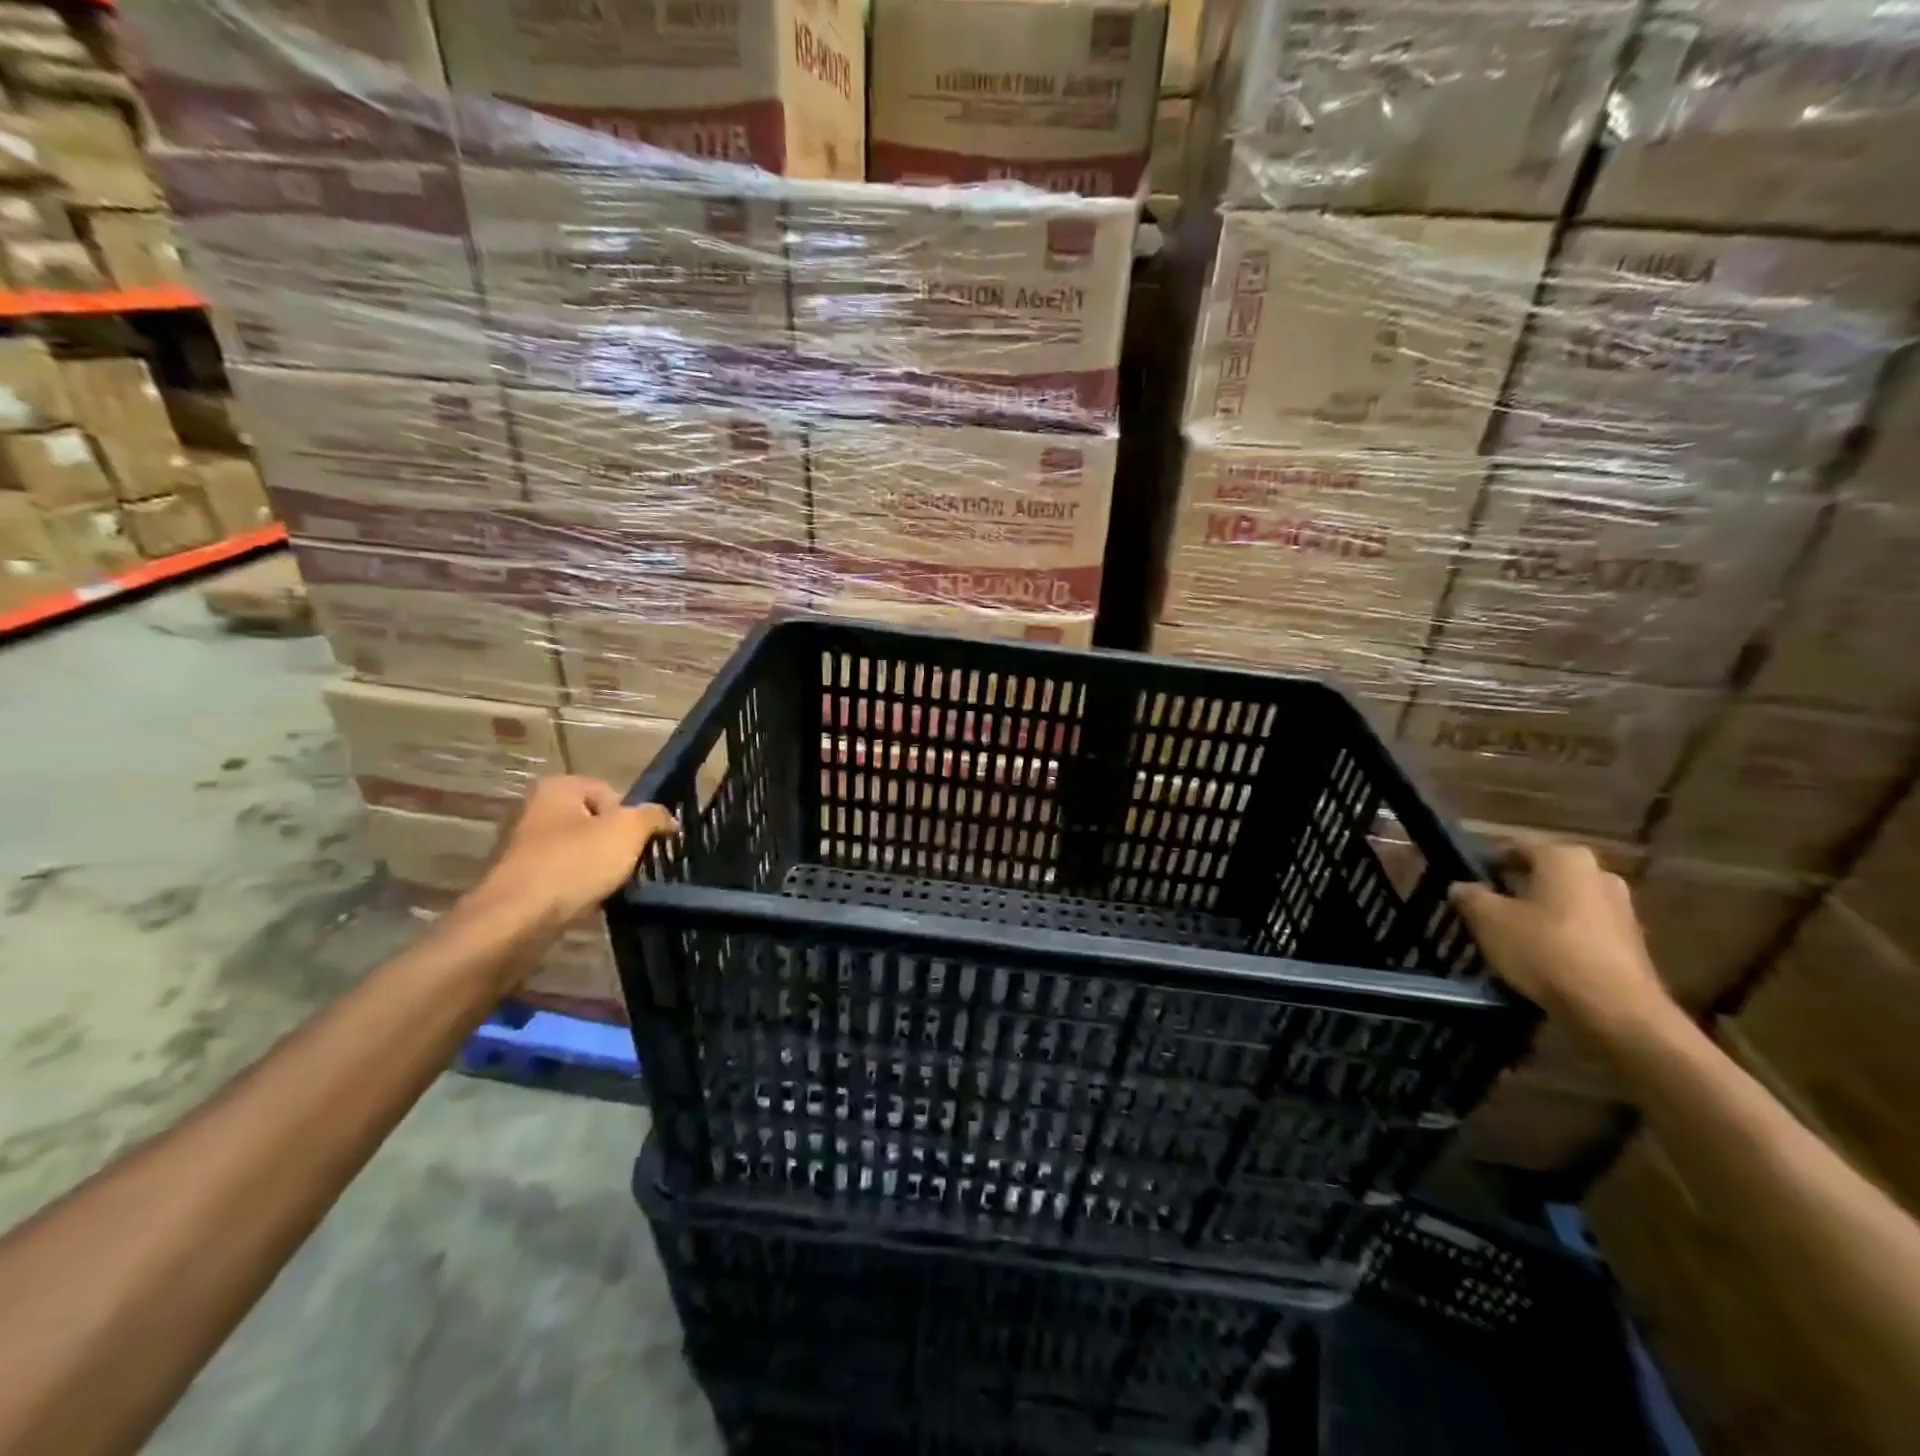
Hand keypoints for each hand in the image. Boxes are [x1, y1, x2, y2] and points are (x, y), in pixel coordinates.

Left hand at [477, 777, 678, 923]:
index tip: (643, 842)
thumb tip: (667, 818)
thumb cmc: (575, 863)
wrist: (517, 919)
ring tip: (609, 885)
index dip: (633, 817)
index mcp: (557, 787)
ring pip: (578, 851)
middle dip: (614, 843)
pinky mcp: (517, 879)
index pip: (612, 793)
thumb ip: (653, 816)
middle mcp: (534, 809)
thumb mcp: (628, 831)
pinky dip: (576, 886)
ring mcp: (521, 845)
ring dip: (597, 866)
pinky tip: (586, 900)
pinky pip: (560, 875)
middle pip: (594, 822)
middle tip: (629, 864)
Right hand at [1450, 833, 1679, 1051]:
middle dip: (1515, 888)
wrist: (1615, 1010)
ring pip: (1564, 903)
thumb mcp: (1488, 920)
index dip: (1486, 862)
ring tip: (1509, 936)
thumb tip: (1461, 887)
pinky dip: (1561, 937)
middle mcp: (1599, 874)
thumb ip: (1470, 896)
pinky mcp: (1631, 943)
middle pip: (1543, 875)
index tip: (1466, 881)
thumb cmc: (1545, 950)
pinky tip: (1540, 958)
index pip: (1514, 847)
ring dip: (1538, 914)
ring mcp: (1622, 909)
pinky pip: (1583, 929)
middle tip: (1486, 908)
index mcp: (1565, 858)